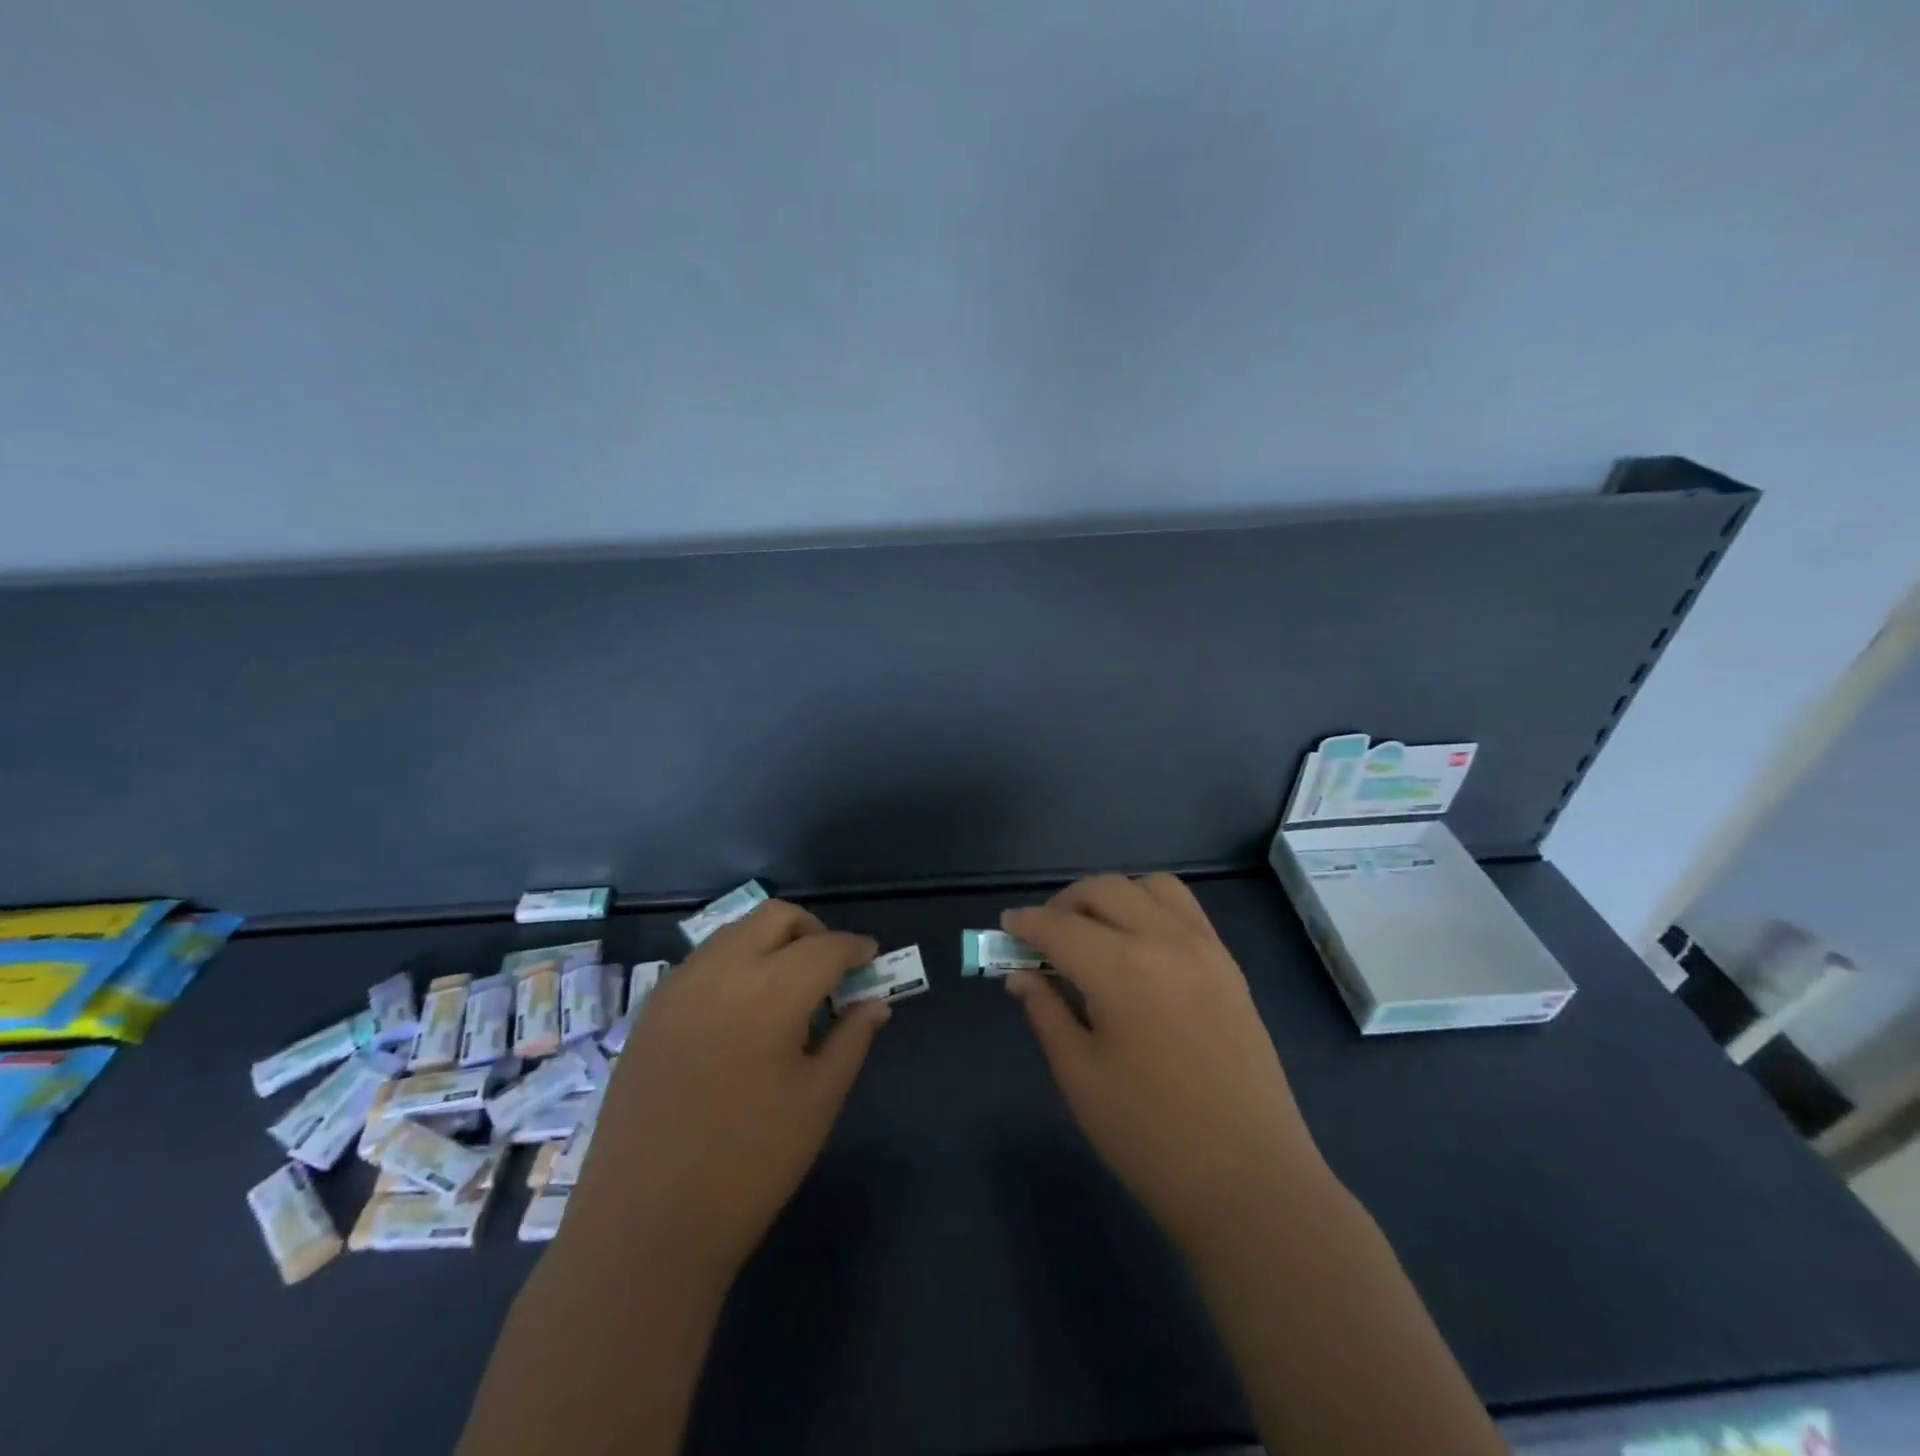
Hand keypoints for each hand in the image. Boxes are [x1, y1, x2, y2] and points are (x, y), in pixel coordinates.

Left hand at [576, 901, 888, 1287]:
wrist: (644, 1227)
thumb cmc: (749, 1166)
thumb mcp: (818, 1101)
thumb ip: (852, 1039)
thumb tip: (875, 1002)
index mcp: (769, 994)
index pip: (825, 947)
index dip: (855, 948)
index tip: (871, 958)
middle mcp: (720, 973)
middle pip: (775, 917)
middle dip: (812, 930)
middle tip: (830, 969)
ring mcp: (677, 988)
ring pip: (735, 932)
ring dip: (771, 942)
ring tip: (788, 988)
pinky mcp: (651, 1011)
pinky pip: (704, 961)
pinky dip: (735, 963)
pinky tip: (743, 1009)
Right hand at [1004, 874, 1329, 1255]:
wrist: (1250, 1181)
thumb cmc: (1150, 1137)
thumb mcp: (1080, 1076)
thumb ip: (1046, 1012)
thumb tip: (1020, 975)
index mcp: (1122, 970)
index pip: (1059, 926)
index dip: (1025, 924)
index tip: (1005, 927)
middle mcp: (1165, 941)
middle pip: (1103, 890)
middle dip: (1064, 903)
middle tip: (1044, 937)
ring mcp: (1205, 948)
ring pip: (1149, 886)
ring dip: (1112, 896)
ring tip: (1094, 933)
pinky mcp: (1229, 964)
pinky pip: (1185, 908)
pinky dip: (1151, 906)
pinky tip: (1139, 944)